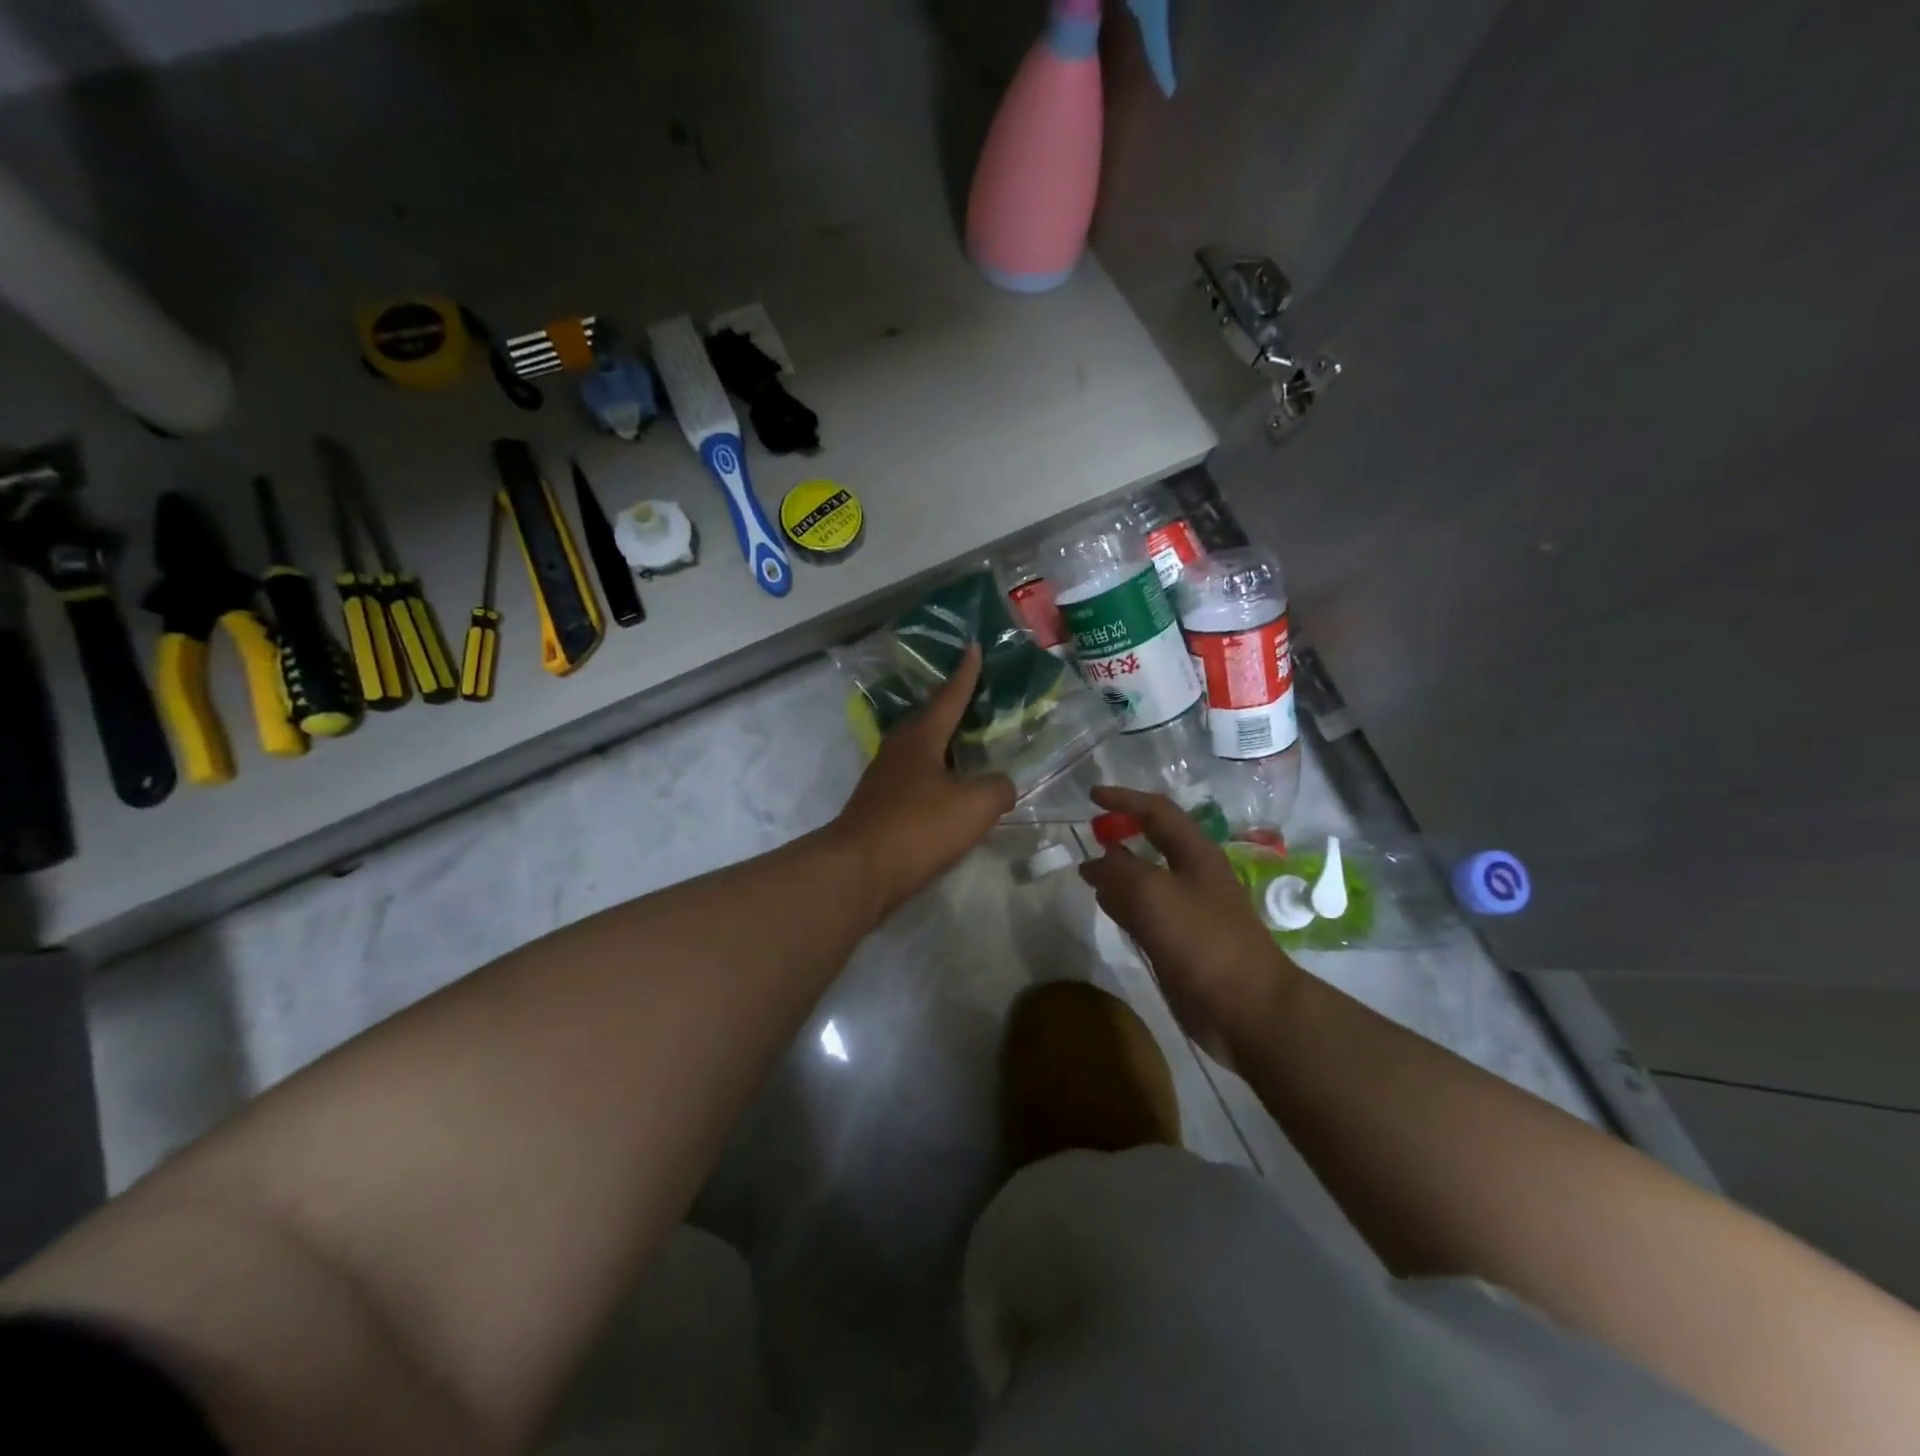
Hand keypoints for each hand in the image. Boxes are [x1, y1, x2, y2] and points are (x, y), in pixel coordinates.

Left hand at [832, 646, 1015, 917]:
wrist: (859, 871)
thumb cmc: (919, 826)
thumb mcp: (975, 805)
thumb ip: (998, 788)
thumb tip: (1000, 786)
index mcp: (921, 737)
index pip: (949, 696)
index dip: (966, 673)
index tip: (973, 646)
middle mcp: (899, 750)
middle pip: (931, 720)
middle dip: (954, 708)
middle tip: (979, 698)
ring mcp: (885, 779)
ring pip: (923, 752)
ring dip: (946, 747)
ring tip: (971, 747)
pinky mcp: (880, 807)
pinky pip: (917, 781)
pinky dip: (938, 779)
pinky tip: (951, 794)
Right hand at [1078, 786, 1302, 1053]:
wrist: (1246, 1008)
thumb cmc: (1203, 940)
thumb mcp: (1153, 894)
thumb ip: (1119, 871)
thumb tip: (1094, 861)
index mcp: (1196, 854)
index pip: (1157, 811)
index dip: (1125, 799)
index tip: (1091, 795)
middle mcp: (1193, 876)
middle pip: (1153, 844)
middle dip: (1122, 833)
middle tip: (1089, 832)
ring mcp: (1189, 912)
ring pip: (1147, 880)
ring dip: (1119, 871)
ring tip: (1088, 870)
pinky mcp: (1182, 944)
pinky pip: (1146, 913)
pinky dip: (1123, 904)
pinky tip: (1106, 907)